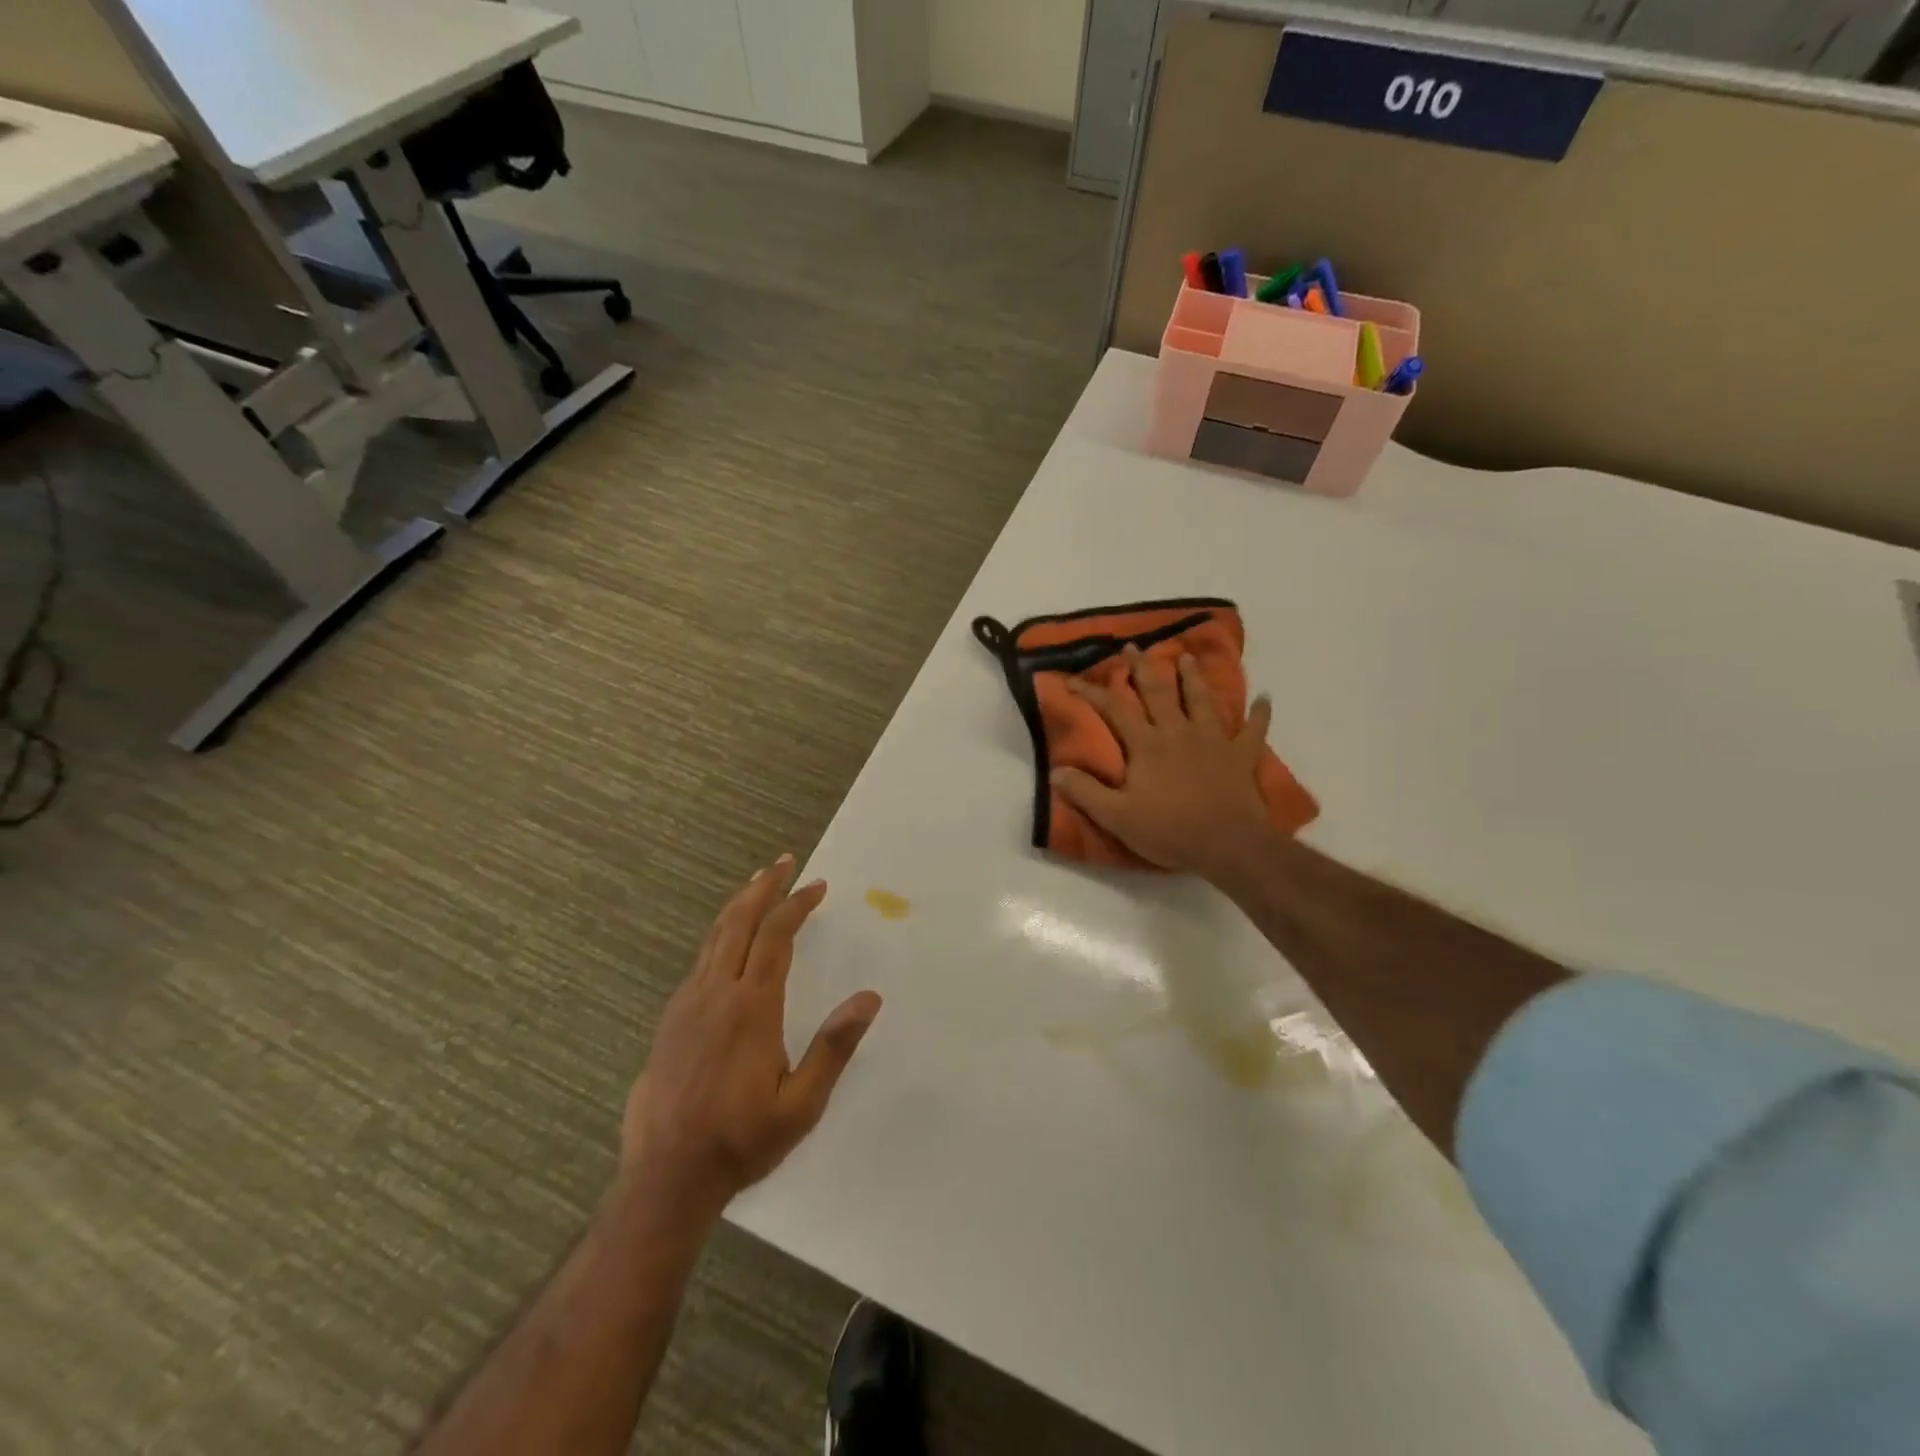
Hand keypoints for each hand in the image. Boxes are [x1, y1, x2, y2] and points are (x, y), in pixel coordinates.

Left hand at [620, 855, 880, 1218]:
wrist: (666, 1177)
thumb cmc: (741, 1140)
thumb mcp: (802, 1104)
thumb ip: (834, 1047)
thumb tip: (869, 998)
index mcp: (751, 1007)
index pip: (776, 936)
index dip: (796, 905)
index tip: (816, 885)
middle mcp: (716, 993)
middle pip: (739, 922)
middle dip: (763, 887)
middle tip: (783, 862)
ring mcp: (687, 1004)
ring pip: (714, 937)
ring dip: (739, 906)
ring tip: (757, 885)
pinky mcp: (670, 1019)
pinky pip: (699, 960)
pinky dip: (720, 935)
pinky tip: (728, 942)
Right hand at [1051, 645, 1274, 882]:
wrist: (1228, 845)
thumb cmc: (1169, 831)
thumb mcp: (1117, 817)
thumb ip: (1086, 792)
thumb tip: (1055, 771)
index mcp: (1147, 745)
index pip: (1114, 709)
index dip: (1092, 691)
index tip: (1072, 679)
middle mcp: (1178, 732)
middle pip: (1159, 692)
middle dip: (1143, 667)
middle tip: (1134, 646)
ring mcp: (1214, 740)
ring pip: (1203, 699)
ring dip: (1194, 677)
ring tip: (1187, 656)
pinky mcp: (1241, 755)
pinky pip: (1253, 730)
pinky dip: (1260, 713)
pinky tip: (1265, 698)